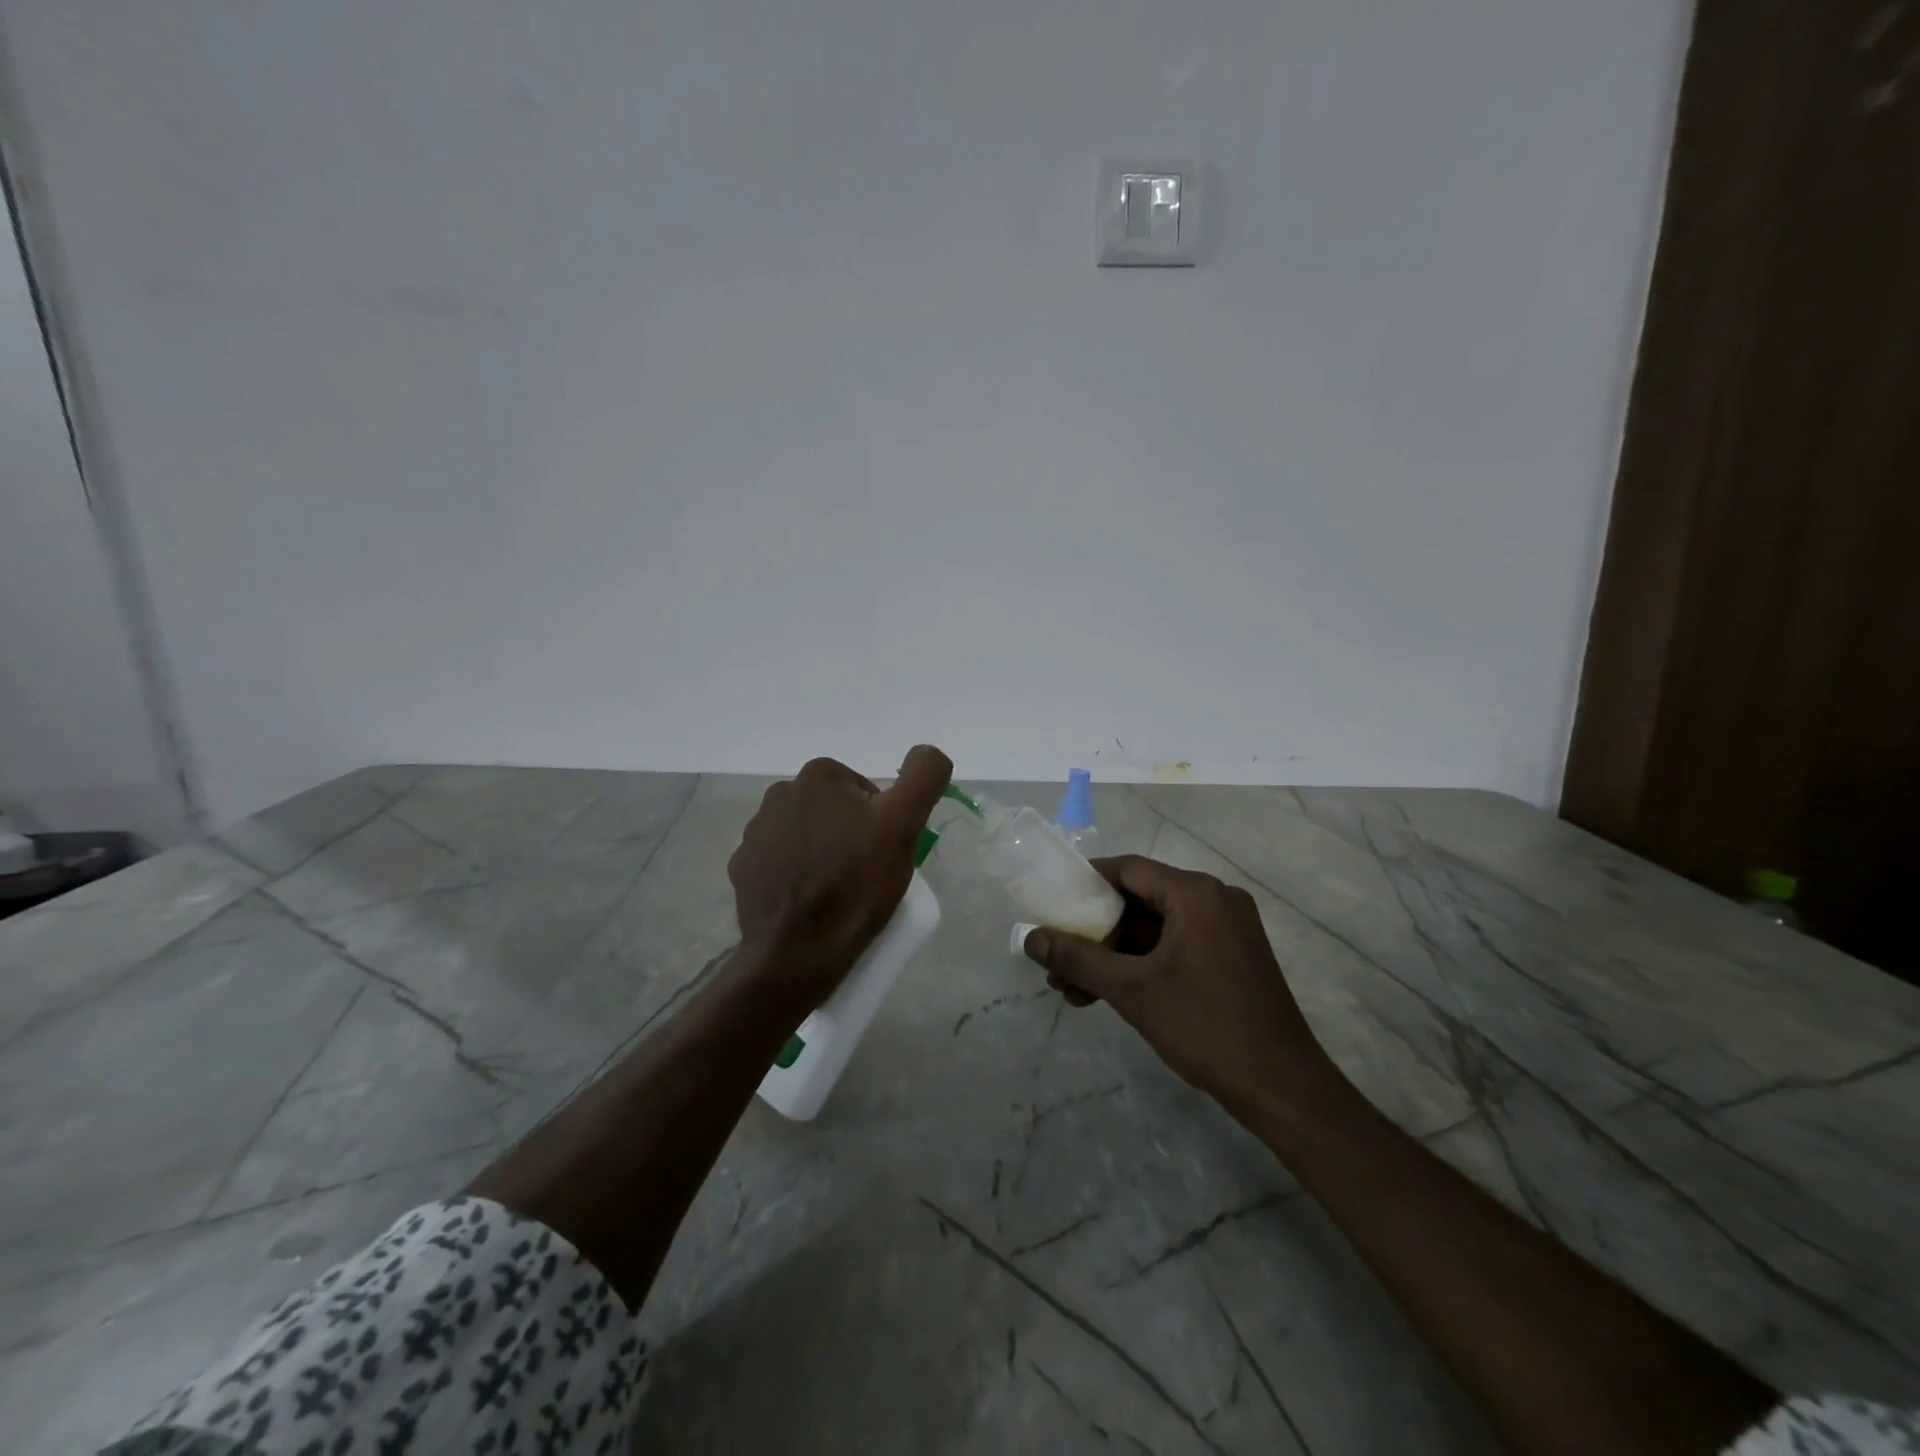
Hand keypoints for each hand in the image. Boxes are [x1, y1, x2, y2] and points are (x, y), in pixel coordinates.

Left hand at [728, 746, 952, 1003]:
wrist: (799, 950)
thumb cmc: (855, 881)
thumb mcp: (903, 824)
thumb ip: (923, 776)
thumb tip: (927, 751)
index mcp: (818, 776)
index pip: (864, 792)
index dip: (880, 820)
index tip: (882, 851)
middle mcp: (780, 794)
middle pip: (834, 811)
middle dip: (850, 835)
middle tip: (866, 874)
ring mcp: (755, 833)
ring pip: (806, 835)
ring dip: (822, 853)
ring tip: (838, 892)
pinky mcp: (743, 869)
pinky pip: (779, 863)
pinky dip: (795, 876)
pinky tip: (809, 902)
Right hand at [1022, 856, 1340, 1113]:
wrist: (1282, 1088)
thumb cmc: (1205, 1027)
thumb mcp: (1132, 990)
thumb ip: (1078, 959)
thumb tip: (1030, 939)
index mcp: (1196, 894)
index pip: (1127, 869)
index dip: (1084, 882)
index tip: (1051, 902)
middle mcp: (1214, 900)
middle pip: (1139, 899)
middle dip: (1095, 931)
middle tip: (1057, 956)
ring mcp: (1226, 929)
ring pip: (1155, 929)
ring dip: (1113, 954)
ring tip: (1071, 988)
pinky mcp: (1231, 957)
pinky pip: (1175, 946)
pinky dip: (1141, 965)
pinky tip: (1106, 994)